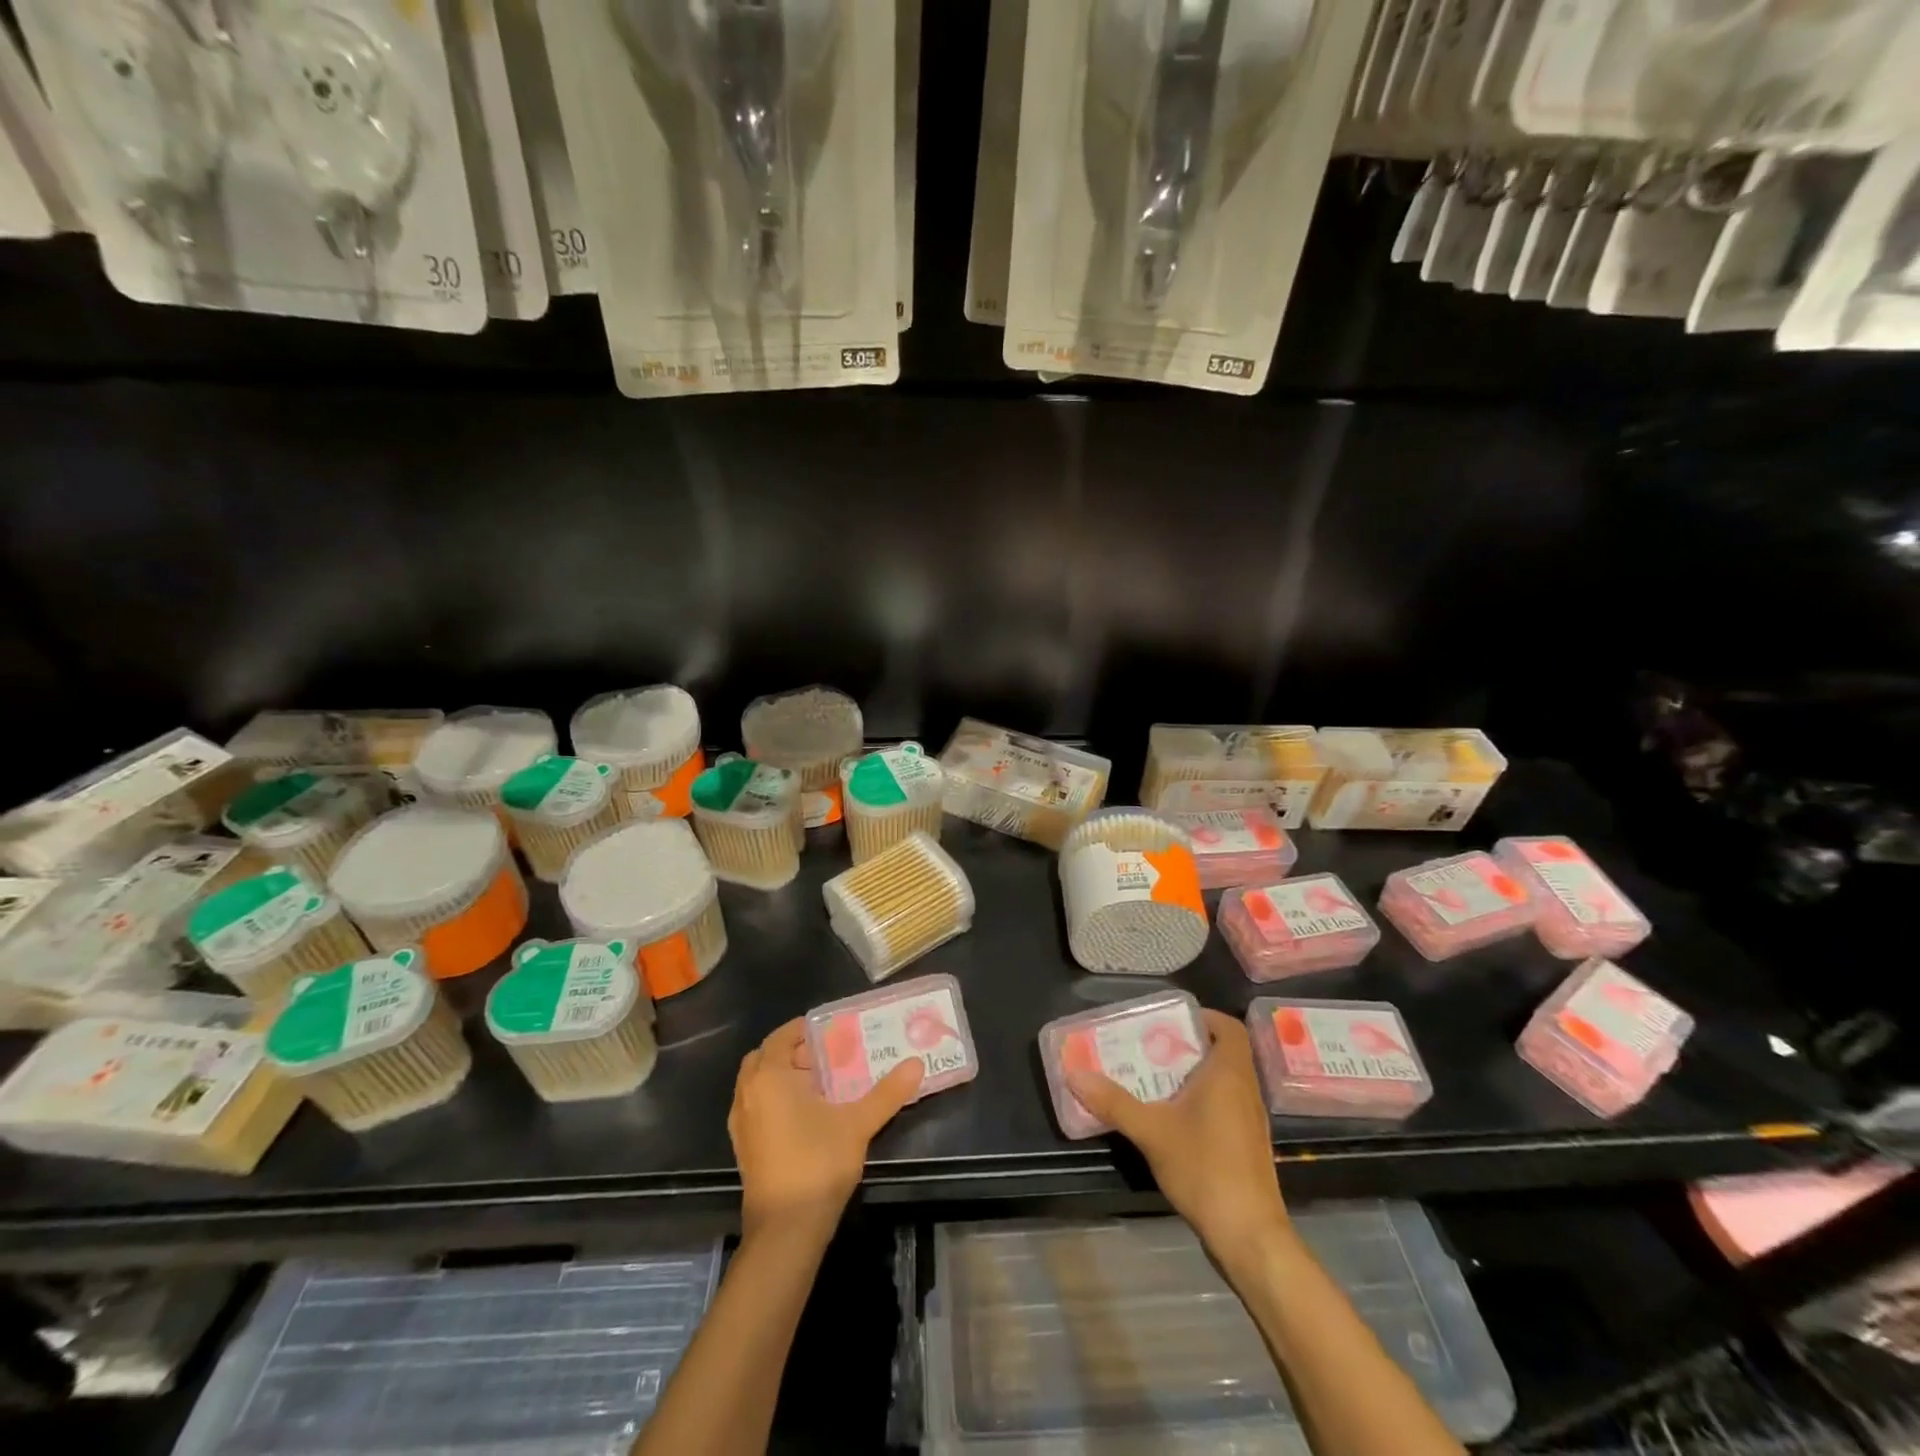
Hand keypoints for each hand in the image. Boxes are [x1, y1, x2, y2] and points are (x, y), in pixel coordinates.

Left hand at [729, 1018, 923, 1237]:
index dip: (805, 1030)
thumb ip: (887, 1092)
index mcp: (769, 1076)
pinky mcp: (745, 1147)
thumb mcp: (858, 1123)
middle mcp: (748, 1093)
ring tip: (822, 1085)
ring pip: (759, 1084)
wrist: (786, 1231)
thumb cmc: (817, 1163)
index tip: (833, 1032)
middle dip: (794, 1052)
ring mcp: (742, 1123)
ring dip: (784, 1077)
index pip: (782, 1036)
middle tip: (828, 1058)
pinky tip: (807, 1116)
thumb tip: (916, 1064)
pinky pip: (758, 1107)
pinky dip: (777, 1100)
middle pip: (766, 1057)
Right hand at [1066, 1009, 1289, 1258]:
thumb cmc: (1205, 1169)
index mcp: (1230, 1073)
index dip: (1203, 1017)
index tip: (1170, 1021)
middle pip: (1222, 1051)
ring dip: (1193, 1074)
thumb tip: (1074, 1073)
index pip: (1228, 1027)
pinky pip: (1225, 1104)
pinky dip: (1201, 1099)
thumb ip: (1113, 1101)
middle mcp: (1245, 1089)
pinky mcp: (1246, 1145)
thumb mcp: (1151, 1131)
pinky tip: (1171, 1116)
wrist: (1249, 1235)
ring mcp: (1250, 1119)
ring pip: (1224, 1080)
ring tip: (1153, 1077)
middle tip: (1149, 1046)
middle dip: (1187, 1045)